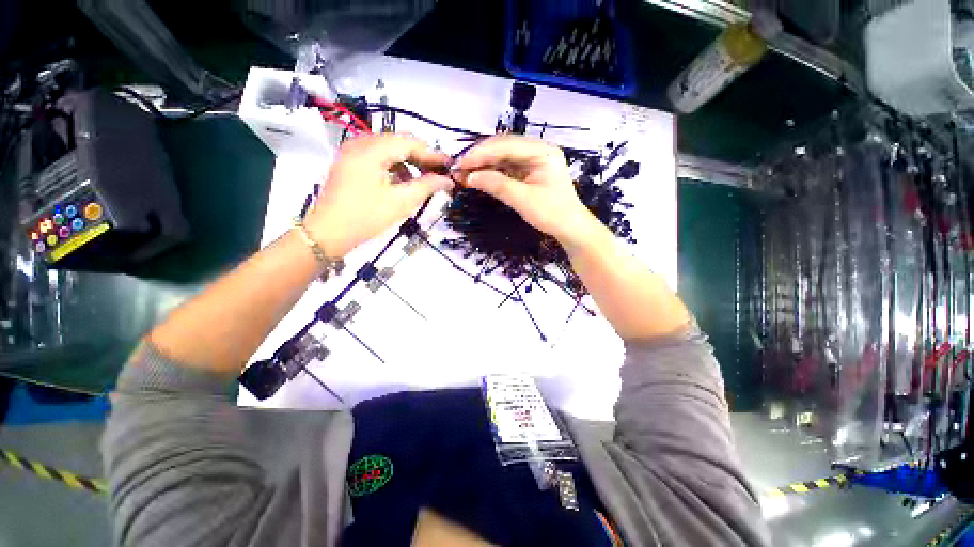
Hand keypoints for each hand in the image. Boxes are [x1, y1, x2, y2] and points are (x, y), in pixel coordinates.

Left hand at [306, 134, 453, 256]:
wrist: (328, 233)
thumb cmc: (366, 217)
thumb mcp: (401, 202)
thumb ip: (427, 186)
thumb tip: (447, 180)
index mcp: (371, 149)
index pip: (409, 142)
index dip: (432, 153)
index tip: (450, 164)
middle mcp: (359, 143)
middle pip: (398, 142)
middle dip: (420, 156)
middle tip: (439, 172)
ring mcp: (351, 152)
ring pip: (388, 149)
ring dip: (408, 161)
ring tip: (423, 178)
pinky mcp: (349, 163)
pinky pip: (377, 157)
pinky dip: (394, 166)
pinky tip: (402, 181)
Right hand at [457, 135, 596, 247]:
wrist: (570, 228)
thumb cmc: (551, 214)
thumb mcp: (523, 200)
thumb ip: (496, 185)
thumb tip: (468, 177)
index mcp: (542, 151)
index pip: (506, 145)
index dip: (481, 153)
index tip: (460, 163)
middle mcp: (538, 150)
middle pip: (503, 147)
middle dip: (480, 157)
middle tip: (458, 168)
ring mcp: (533, 160)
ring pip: (502, 157)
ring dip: (483, 164)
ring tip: (464, 172)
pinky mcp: (528, 171)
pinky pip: (506, 167)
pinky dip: (491, 172)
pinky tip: (478, 177)